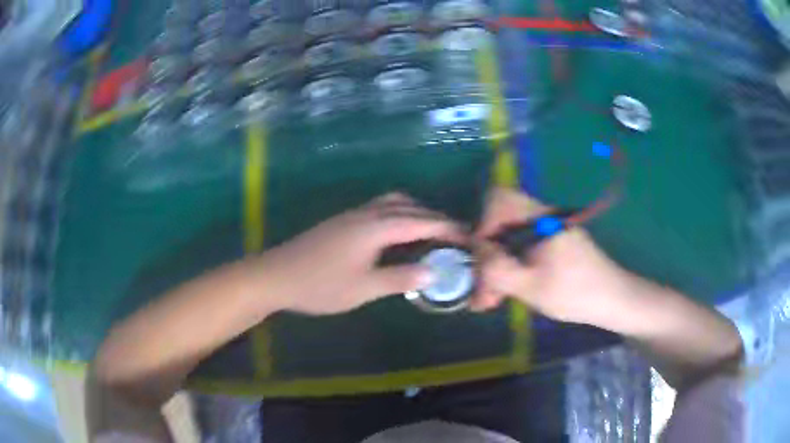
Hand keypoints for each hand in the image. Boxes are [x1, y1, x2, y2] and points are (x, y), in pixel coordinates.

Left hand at [257, 193, 463, 314]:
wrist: (276, 276)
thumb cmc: (320, 285)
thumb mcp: (364, 288)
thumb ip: (400, 278)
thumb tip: (434, 272)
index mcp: (375, 227)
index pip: (421, 222)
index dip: (446, 228)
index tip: (467, 237)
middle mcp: (366, 214)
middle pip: (408, 207)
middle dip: (434, 219)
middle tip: (453, 237)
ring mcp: (352, 215)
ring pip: (392, 204)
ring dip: (414, 214)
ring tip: (429, 234)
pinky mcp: (342, 222)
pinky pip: (379, 210)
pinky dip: (398, 216)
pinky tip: (397, 236)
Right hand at [471, 188, 634, 326]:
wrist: (613, 299)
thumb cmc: (574, 293)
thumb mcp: (531, 286)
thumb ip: (497, 268)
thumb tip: (475, 253)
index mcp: (540, 219)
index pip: (499, 199)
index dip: (482, 224)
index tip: (480, 257)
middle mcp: (543, 217)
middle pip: (501, 222)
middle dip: (486, 255)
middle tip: (482, 290)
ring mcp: (549, 230)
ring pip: (510, 238)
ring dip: (497, 265)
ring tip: (491, 298)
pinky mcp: (553, 244)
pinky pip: (523, 248)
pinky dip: (511, 267)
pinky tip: (508, 292)